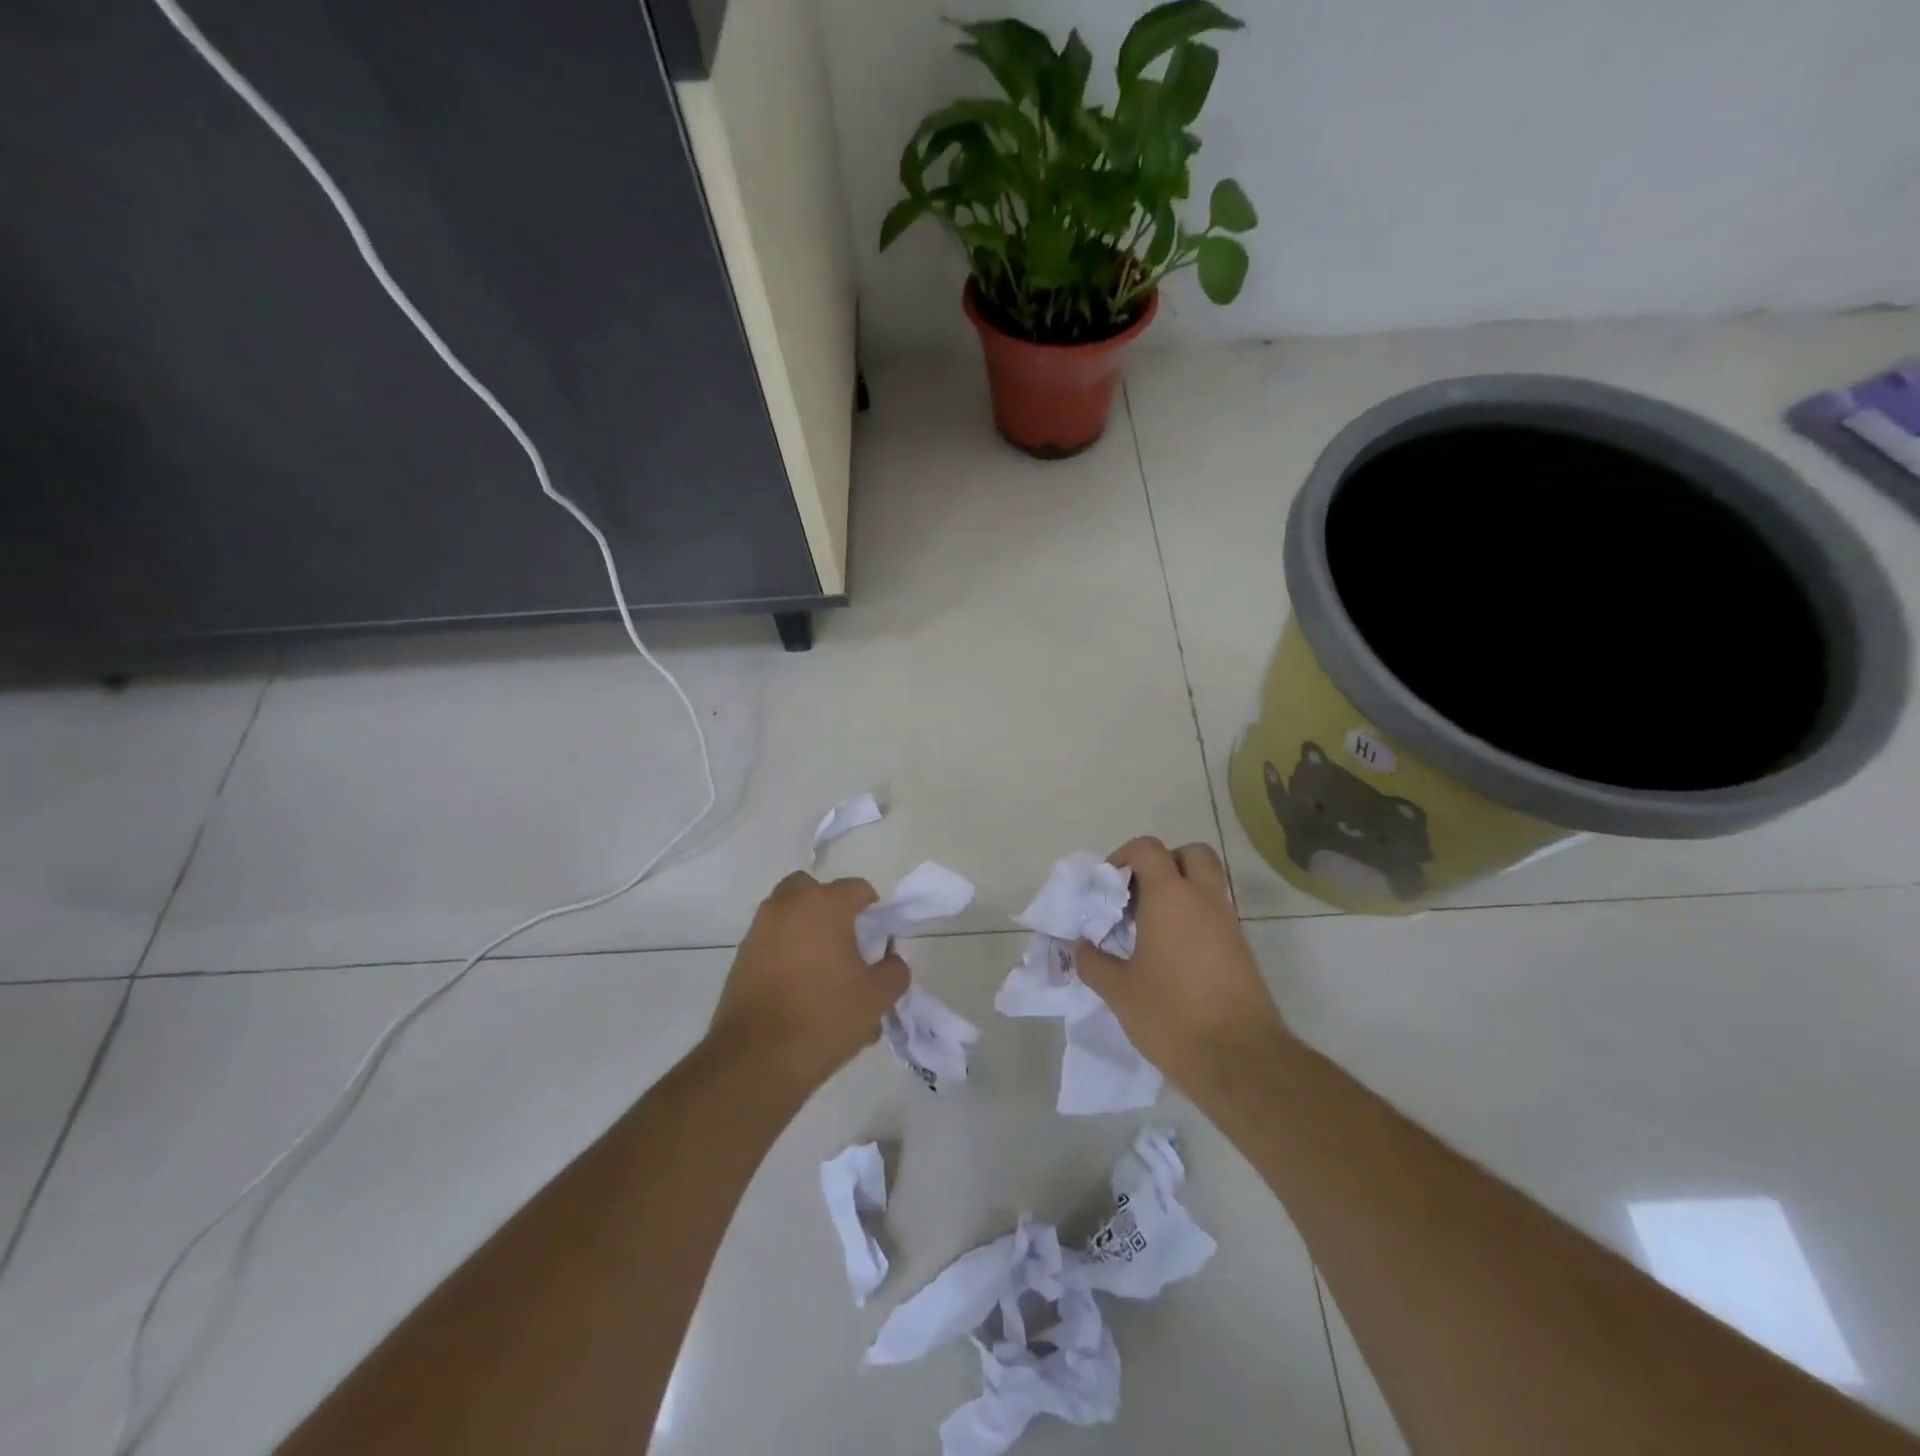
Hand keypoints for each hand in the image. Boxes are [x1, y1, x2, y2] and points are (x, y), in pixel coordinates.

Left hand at [707, 871, 908, 1092]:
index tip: (879, 937)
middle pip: (812, 889)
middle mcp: (787, 906)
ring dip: (805, 928)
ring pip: (787, 914)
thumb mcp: (877, 997)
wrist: (757, 1058)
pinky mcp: (740, 957)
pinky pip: (770, 941)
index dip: (873, 909)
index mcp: (824, 905)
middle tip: (845, 939)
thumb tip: (891, 959)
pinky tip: (799, 988)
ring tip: (823, 969)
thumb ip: (895, 971)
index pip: (856, 888)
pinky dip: (785, 951)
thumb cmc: (825, 1017)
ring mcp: (759, 930)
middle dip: (829, 907)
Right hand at [1073, 838, 1291, 1100]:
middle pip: (1191, 854)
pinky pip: (1215, 914)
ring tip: (1150, 928)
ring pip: (1207, 884)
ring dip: (1181, 892)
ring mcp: (1228, 924)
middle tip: (1138, 894)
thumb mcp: (1119, 991)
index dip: (1123, 856)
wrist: (1240, 1060)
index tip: (1108, 886)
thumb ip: (1093, 962)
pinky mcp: (1241, 950)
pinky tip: (1171, 954)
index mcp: (1170, 897)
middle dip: (1164, 863)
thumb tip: (1080, 947)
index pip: (1148, 849)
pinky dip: (1194, 918)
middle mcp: (1204, 900)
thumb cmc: (1171, 1015)